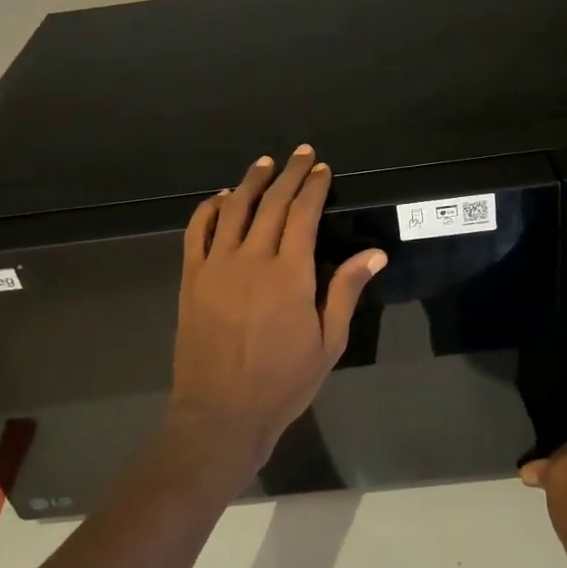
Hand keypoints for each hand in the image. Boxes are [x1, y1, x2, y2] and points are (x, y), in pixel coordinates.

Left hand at [169, 146, 384, 476]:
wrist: (220, 413)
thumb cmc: (282, 382)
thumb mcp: (328, 342)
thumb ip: (345, 291)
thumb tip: (374, 253)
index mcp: (289, 274)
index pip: (303, 214)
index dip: (313, 187)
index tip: (321, 169)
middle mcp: (252, 259)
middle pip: (271, 204)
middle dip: (288, 174)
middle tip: (300, 154)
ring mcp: (217, 266)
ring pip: (234, 210)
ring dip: (250, 182)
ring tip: (263, 163)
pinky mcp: (191, 278)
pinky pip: (197, 232)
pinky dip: (209, 209)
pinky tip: (221, 198)